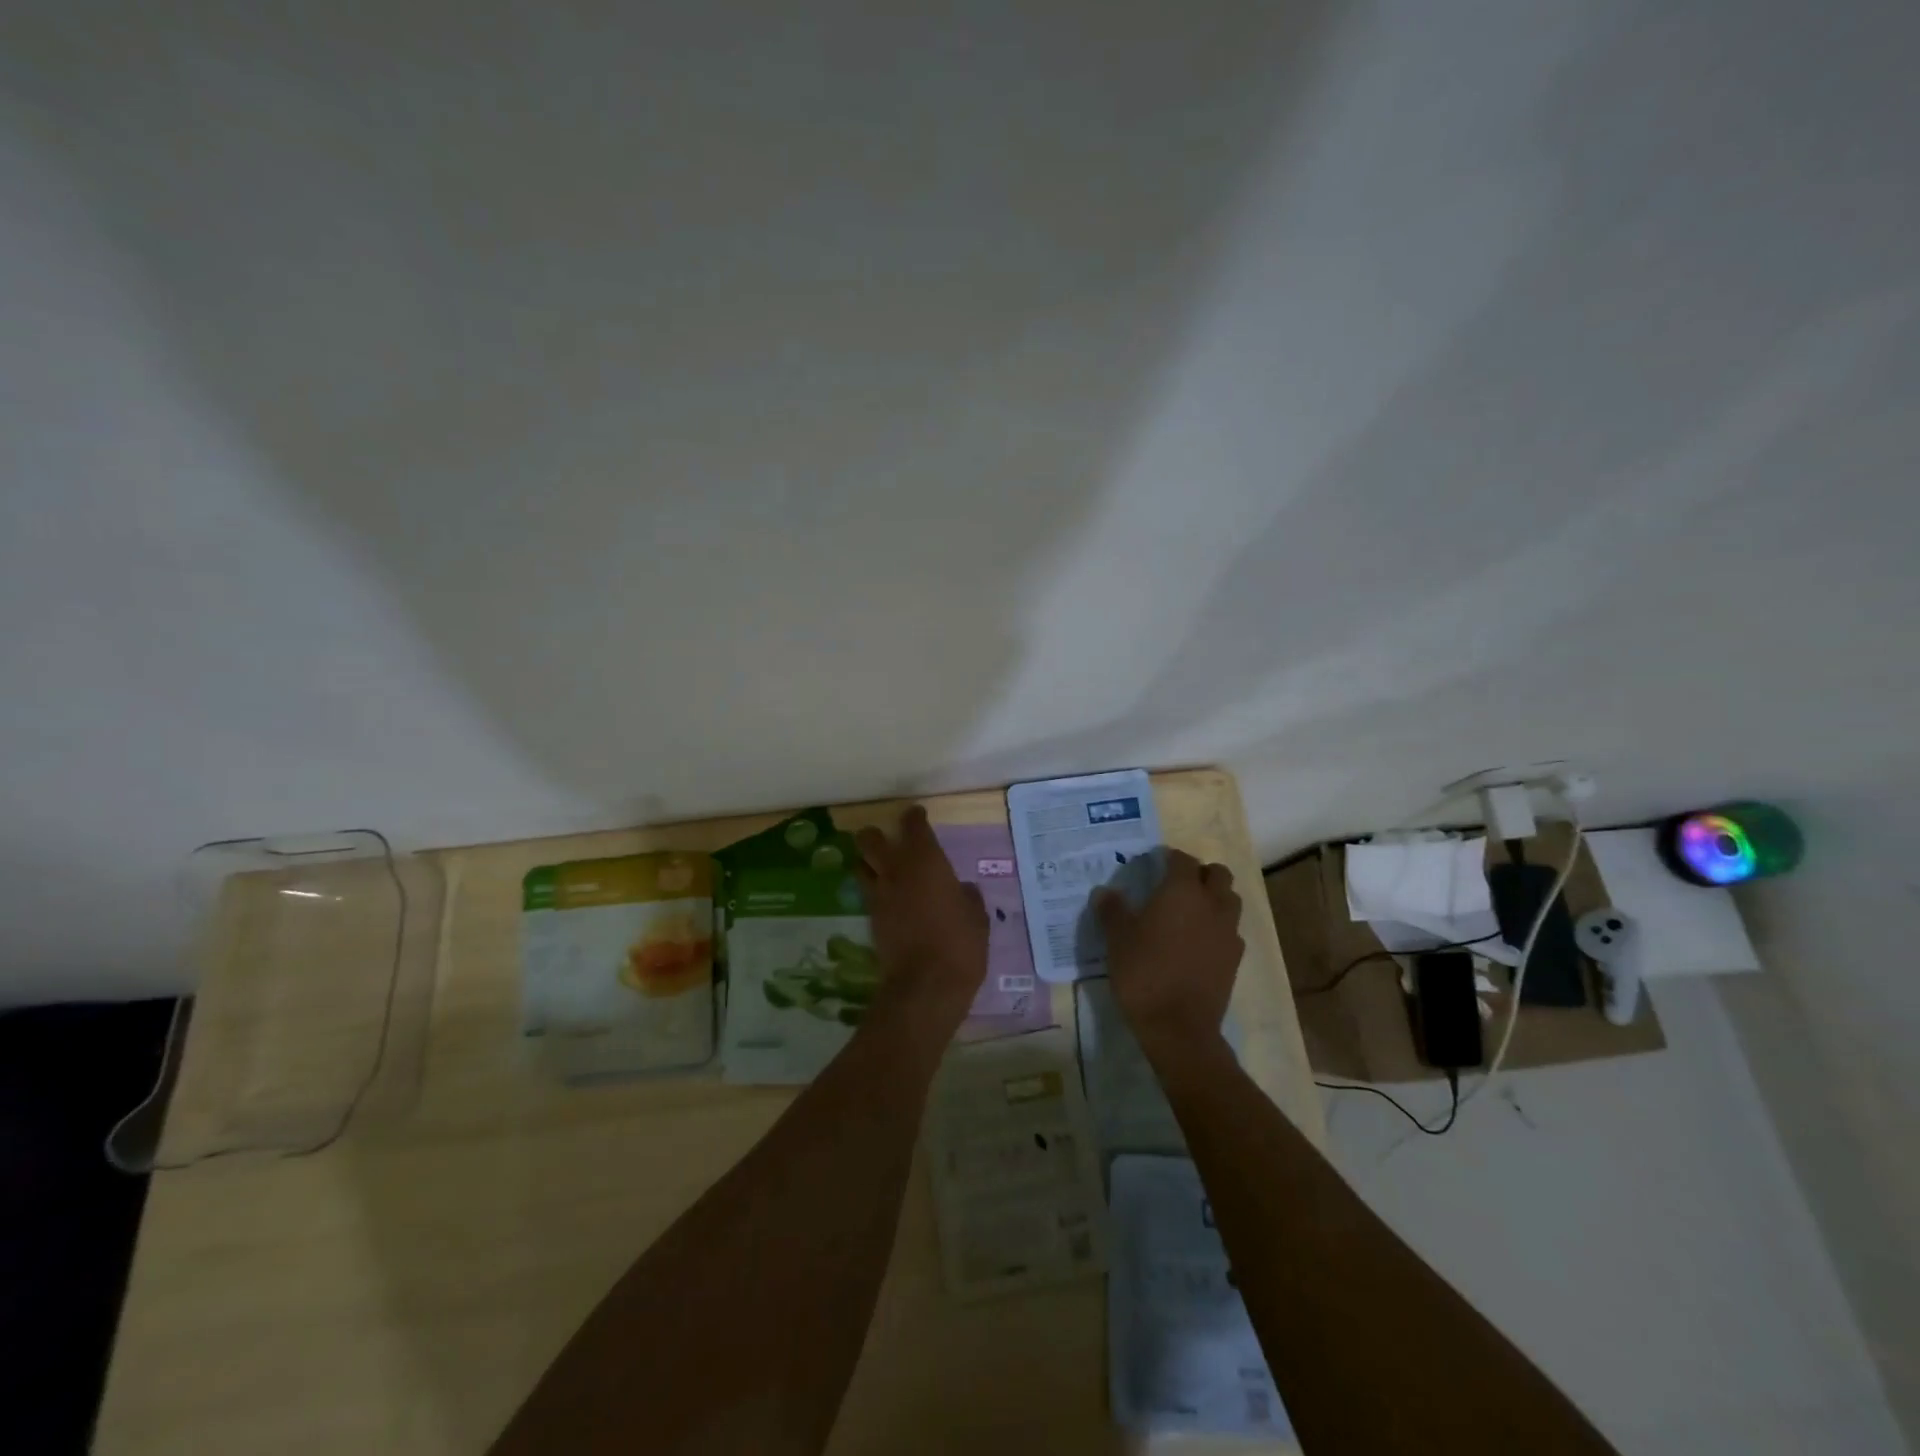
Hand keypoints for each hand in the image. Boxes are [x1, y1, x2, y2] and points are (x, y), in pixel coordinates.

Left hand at [855, 806, 988, 1035]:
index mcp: (926, 860)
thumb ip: (967, 897)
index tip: (917, 815)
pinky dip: (875, 891)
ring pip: (860, 865)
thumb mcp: (976, 916)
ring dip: (868, 863)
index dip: (914, 817)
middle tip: (889, 841)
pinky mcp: (871, 920)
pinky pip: (868, 895)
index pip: (913, 826)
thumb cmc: (960, 943)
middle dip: (876, 835)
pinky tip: (889, 901)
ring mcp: (879, 895)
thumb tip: (962, 890)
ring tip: (881, 869)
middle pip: (870, 840)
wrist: (926, 985)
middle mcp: (896, 870)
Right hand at [1096, 849, 1243, 1055]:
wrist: (1178, 1027)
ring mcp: (1228, 931)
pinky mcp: (1235, 958)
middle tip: (1177, 886)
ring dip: (1214, 898)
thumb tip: (1105, 891)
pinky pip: (1231, 930)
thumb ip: (1112, 910)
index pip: (1183, 860)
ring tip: (1191, 912)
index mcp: (1182, 891)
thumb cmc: (1144, 973)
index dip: (1169, 858)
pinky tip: (1199, 943)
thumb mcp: (1117, 939)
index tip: (1155, 865)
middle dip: (1200, 873)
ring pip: (1230, 900)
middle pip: (1217, 874)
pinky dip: (1218, 927)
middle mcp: (1211, 904)